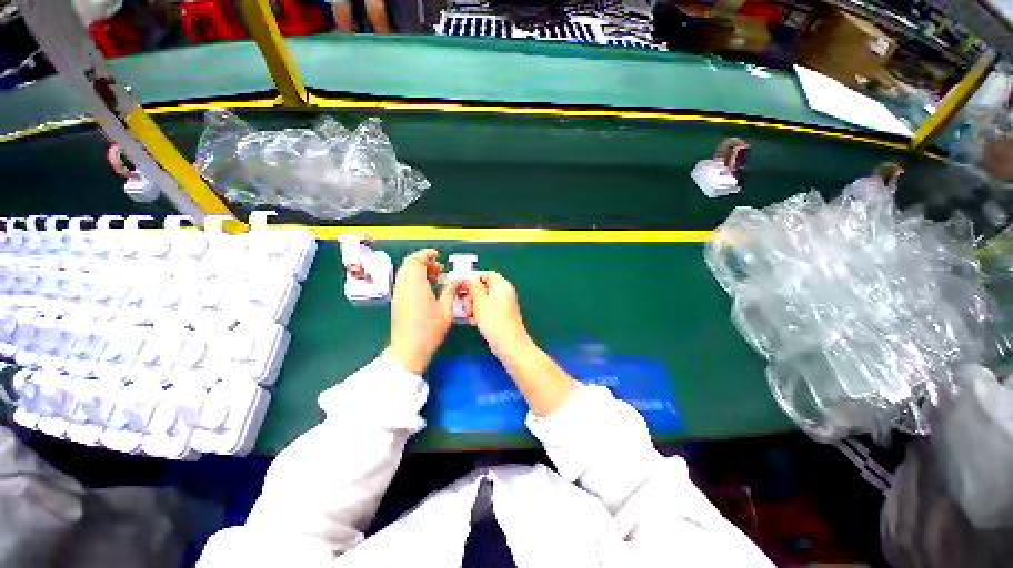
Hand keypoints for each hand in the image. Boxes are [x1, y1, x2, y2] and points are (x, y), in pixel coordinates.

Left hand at [387, 249, 461, 374]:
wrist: (409, 350)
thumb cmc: (429, 330)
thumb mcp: (446, 309)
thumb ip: (451, 290)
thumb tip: (458, 279)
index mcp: (414, 285)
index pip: (415, 260)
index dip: (426, 255)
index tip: (437, 255)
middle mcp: (403, 287)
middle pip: (409, 265)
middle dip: (424, 263)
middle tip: (439, 269)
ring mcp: (398, 295)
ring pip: (406, 274)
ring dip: (420, 272)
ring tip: (436, 279)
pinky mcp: (398, 302)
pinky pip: (405, 283)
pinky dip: (415, 280)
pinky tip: (428, 290)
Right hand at [462, 272, 532, 357]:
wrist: (508, 342)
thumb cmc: (493, 318)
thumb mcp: (479, 300)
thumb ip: (472, 286)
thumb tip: (468, 276)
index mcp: (501, 285)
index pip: (487, 274)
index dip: (473, 277)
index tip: (461, 284)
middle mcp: (504, 293)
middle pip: (484, 287)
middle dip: (470, 294)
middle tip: (462, 302)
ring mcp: (503, 305)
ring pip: (483, 300)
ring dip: (472, 305)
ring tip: (466, 314)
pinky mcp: (500, 316)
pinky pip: (487, 310)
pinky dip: (478, 313)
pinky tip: (471, 321)